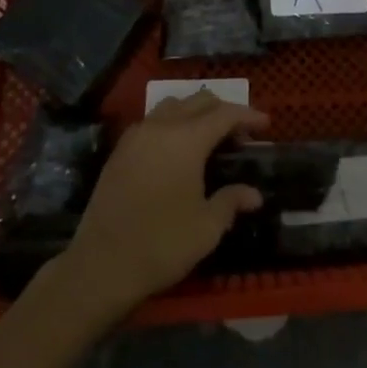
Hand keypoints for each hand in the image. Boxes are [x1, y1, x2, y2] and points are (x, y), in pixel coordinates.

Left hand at [59, 91, 267, 312]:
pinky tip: (178, 148)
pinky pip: (152, 121)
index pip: (225, 114)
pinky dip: (172, 123)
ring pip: (172, 105)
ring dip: (195, 112)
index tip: (266, 124)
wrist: (101, 265)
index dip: (248, 115)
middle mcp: (161, 126)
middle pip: (199, 102)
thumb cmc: (161, 245)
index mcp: (187, 139)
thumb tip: (253, 194)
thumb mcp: (206, 228)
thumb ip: (231, 201)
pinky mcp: (120, 150)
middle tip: (241, 133)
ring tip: (210, 135)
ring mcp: (137, 135)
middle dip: (224, 110)